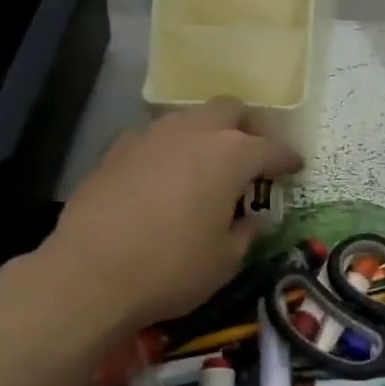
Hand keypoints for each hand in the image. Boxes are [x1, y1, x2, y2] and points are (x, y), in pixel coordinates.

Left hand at [29, 98, 300, 335]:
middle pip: (230, 109)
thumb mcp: (225, 260)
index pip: (271, 147)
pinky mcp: (116, 149)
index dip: (287, 158)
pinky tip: (165, 178)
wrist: (89, 276)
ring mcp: (150, 136)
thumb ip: (247, 232)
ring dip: (206, 134)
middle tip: (252, 156)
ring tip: (207, 166)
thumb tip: (255, 219)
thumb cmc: (172, 269)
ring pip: (189, 118)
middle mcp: (193, 132)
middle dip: (247, 128)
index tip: (295, 168)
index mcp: (230, 155)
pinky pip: (155, 137)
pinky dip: (170, 149)